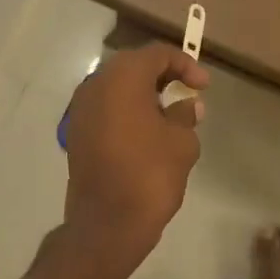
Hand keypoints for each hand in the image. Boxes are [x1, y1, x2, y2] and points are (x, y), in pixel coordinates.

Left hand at [64, 44, 208, 259]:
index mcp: (122, 79)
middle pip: (133, 66)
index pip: (156, 54)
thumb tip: (187, 105)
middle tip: (187, 93)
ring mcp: (80, 109)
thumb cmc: (150, 175)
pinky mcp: (77, 132)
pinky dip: (126, 111)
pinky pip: (105, 109)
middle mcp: (95, 85)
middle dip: (162, 76)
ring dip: (143, 94)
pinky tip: (147, 132)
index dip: (185, 65)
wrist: (107, 224)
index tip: (203, 86)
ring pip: (116, 88)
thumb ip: (185, 115)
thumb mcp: (181, 142)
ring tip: (170, 114)